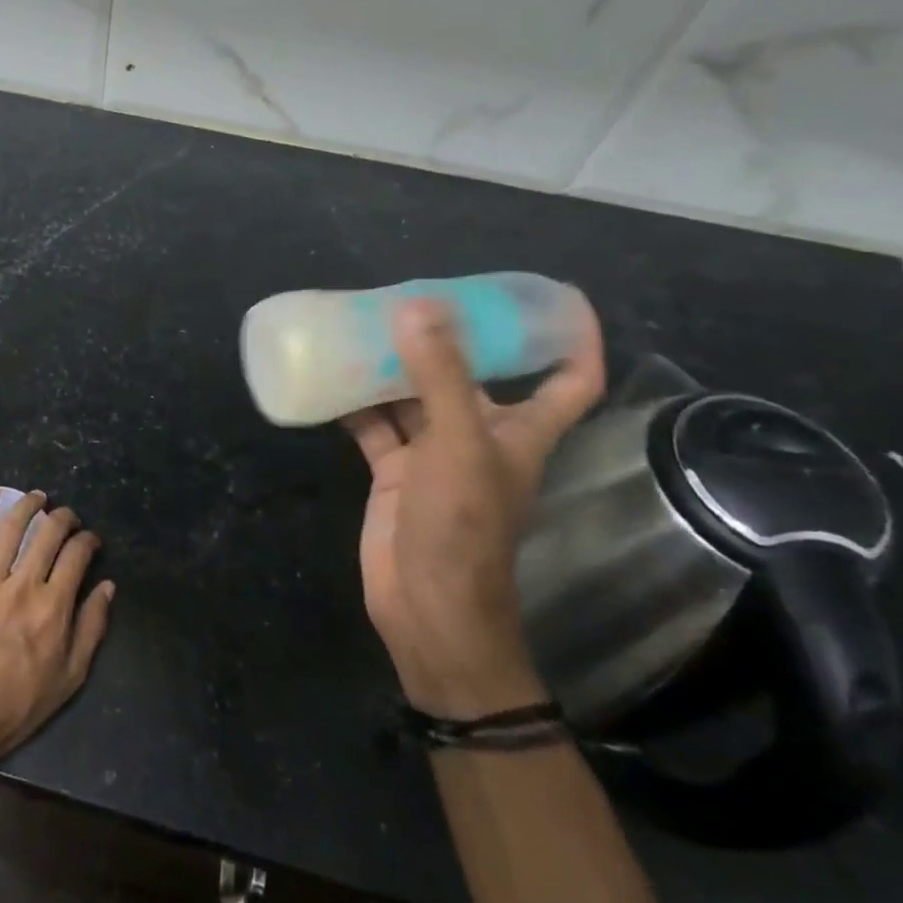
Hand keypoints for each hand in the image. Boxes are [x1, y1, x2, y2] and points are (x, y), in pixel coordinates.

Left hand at [0, 488, 115, 777]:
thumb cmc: (18, 704)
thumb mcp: (70, 677)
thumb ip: (91, 627)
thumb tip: (107, 587)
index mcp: (53, 607)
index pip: (76, 556)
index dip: (87, 541)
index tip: (90, 540)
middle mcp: (23, 586)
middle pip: (47, 535)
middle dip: (62, 518)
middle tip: (66, 515)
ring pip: (10, 530)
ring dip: (27, 507)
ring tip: (37, 497)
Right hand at [343, 294, 604, 718]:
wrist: (425, 605)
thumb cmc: (462, 526)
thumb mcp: (457, 444)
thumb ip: (438, 377)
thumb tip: (416, 307)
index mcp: (519, 431)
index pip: (568, 380)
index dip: (572, 340)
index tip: (555, 300)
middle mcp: (479, 437)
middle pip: (473, 377)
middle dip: (452, 340)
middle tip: (417, 297)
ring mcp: (433, 457)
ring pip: (415, 399)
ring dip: (394, 368)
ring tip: (363, 326)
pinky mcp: (394, 474)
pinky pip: (375, 428)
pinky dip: (355, 406)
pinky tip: (330, 379)